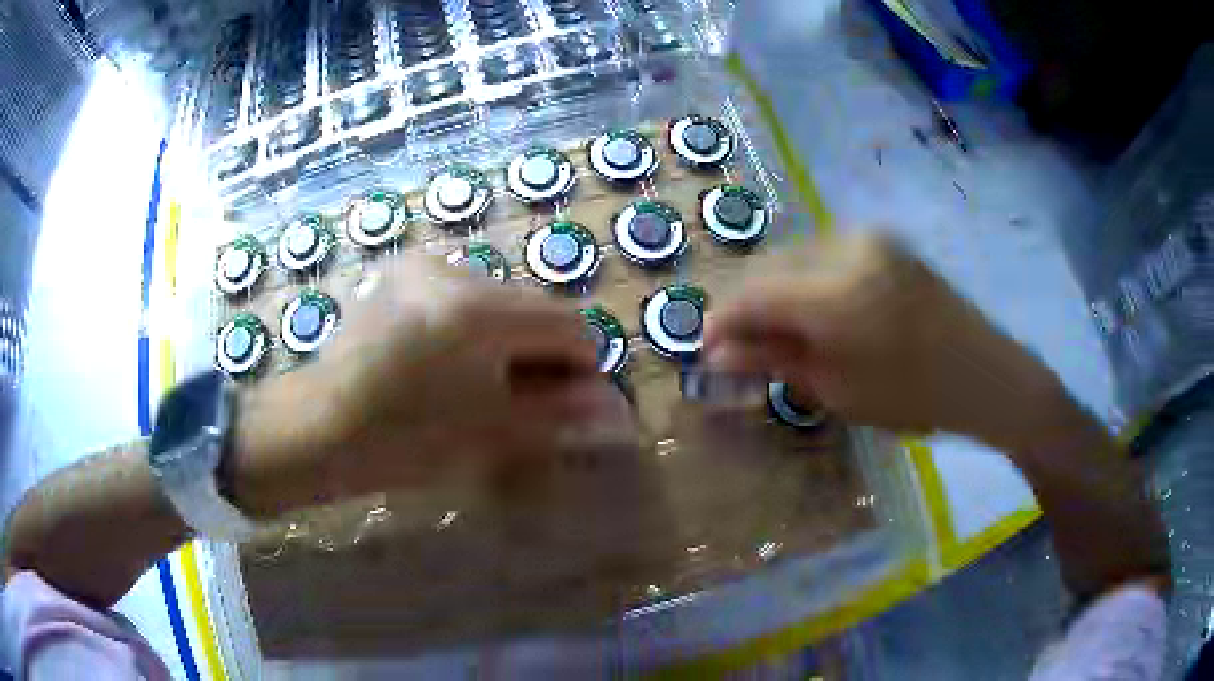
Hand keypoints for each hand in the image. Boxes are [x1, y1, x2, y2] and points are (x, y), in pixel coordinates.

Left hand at [233, 255, 634, 513]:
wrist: (320, 427)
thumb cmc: (404, 441)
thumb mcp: (490, 433)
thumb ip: (558, 414)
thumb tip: (616, 410)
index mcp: (480, 311)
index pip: (566, 323)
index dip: (580, 364)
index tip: (567, 401)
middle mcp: (456, 270)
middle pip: (532, 305)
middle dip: (540, 350)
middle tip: (520, 397)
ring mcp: (424, 265)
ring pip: (498, 297)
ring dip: (506, 337)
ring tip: (478, 381)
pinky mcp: (402, 270)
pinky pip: (462, 291)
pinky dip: (473, 323)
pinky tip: (447, 359)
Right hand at [703, 233, 1066, 446]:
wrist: (985, 373)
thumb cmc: (914, 395)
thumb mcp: (839, 388)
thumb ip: (774, 361)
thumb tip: (716, 357)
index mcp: (837, 291)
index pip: (754, 294)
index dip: (722, 321)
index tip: (705, 350)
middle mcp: (846, 246)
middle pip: (770, 268)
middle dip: (747, 308)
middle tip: (737, 348)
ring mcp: (867, 237)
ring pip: (795, 258)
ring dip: (776, 294)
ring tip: (775, 335)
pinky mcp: (882, 241)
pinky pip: (823, 255)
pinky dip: (805, 283)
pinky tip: (811, 313)